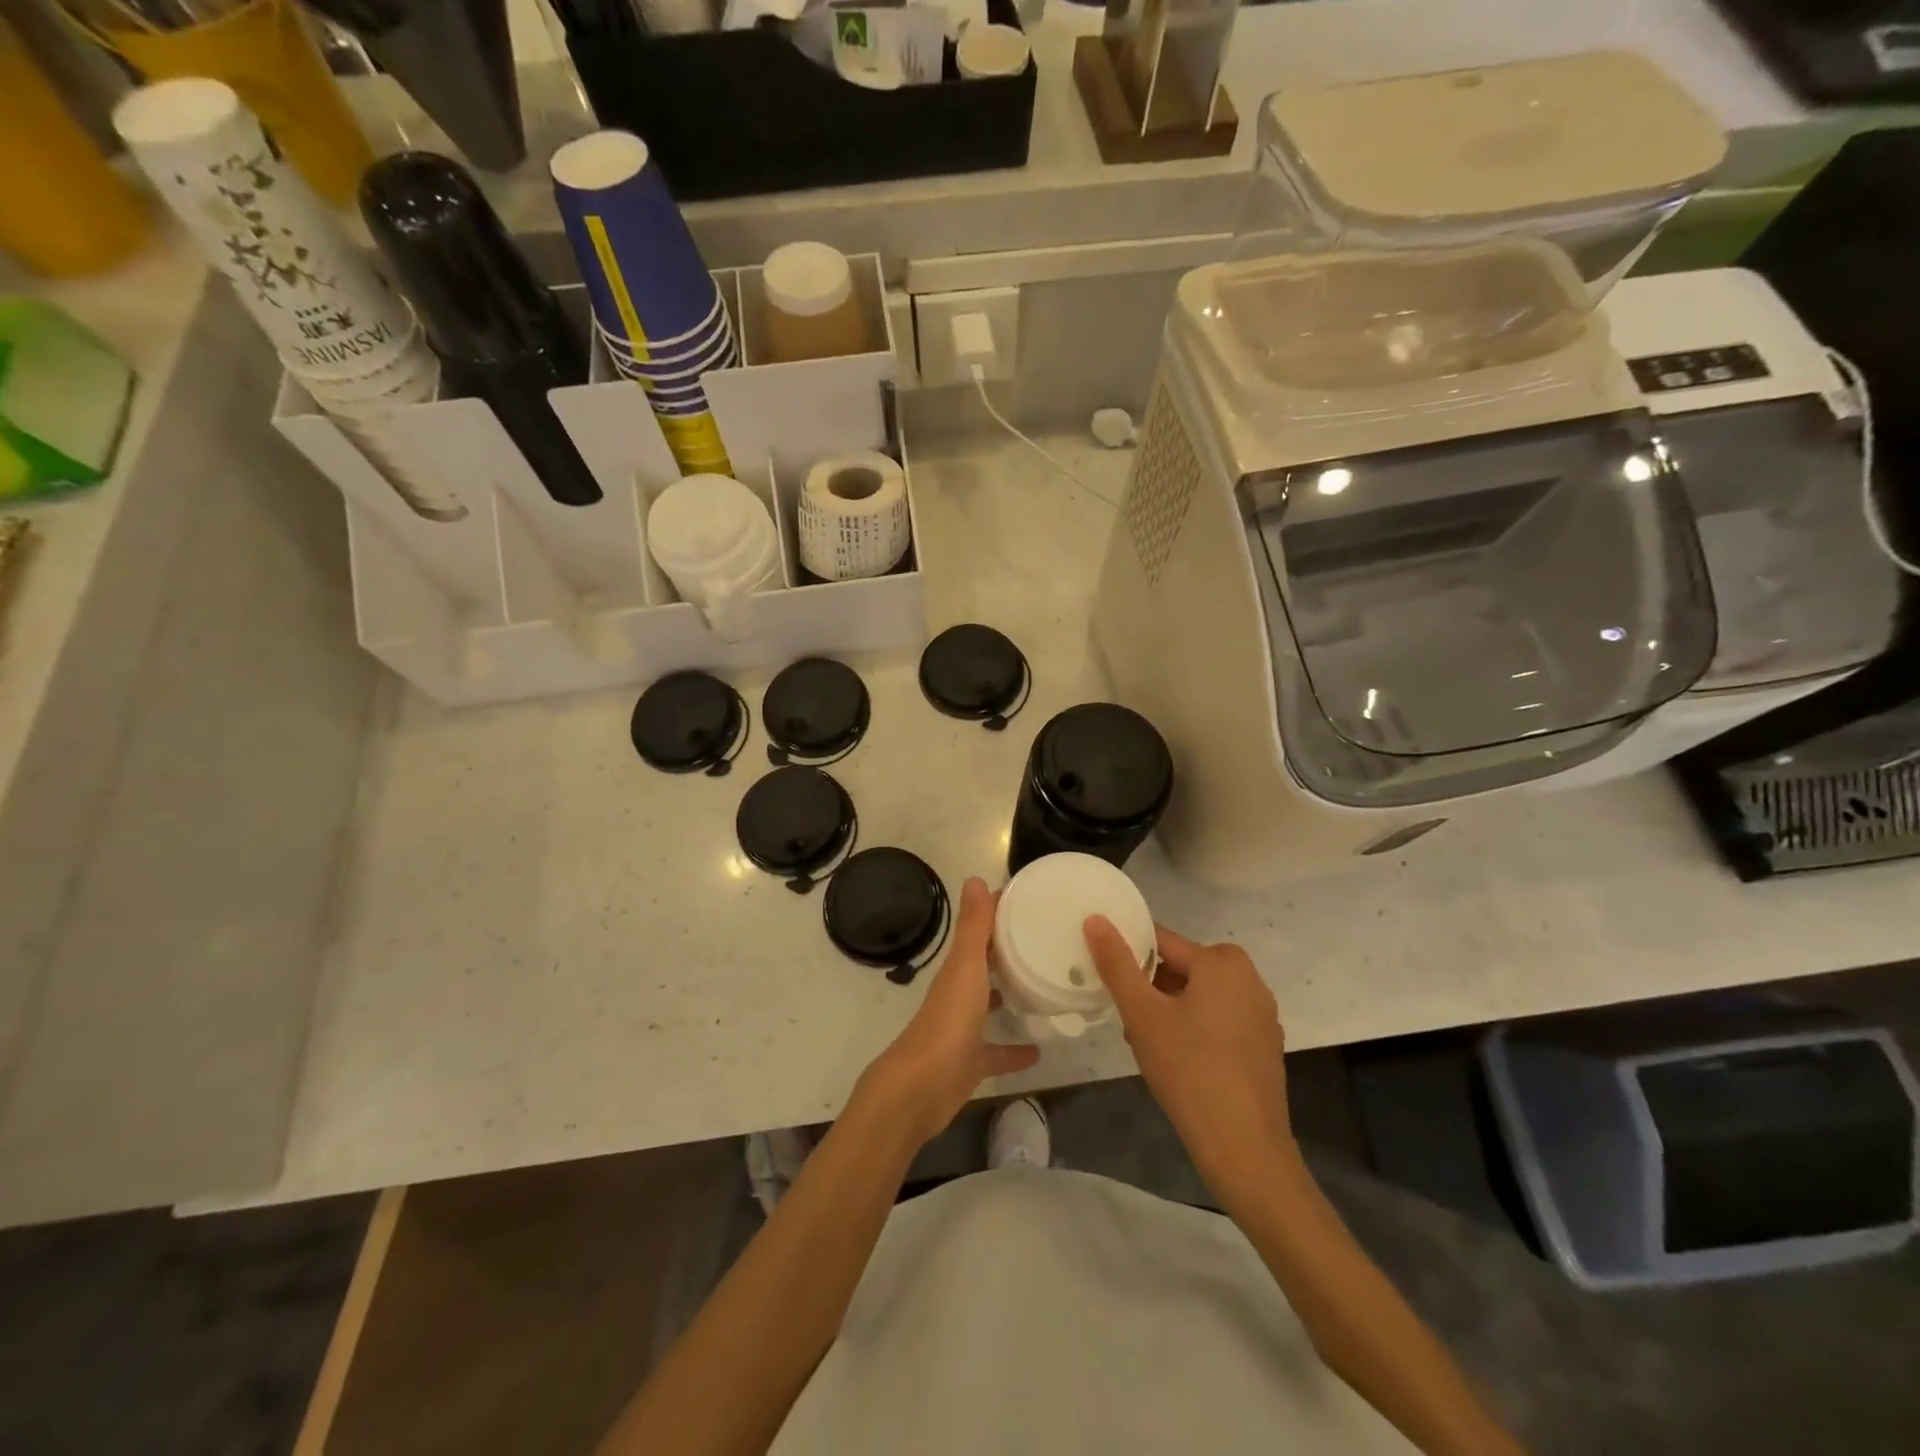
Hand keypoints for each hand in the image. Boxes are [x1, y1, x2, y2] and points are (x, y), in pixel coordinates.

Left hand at [853, 878, 1039, 1147]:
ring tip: (1045, 990)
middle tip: (1046, 944)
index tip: (1030, 902)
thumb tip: (975, 879)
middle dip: (1009, 955)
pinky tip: (1040, 1050)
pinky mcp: (971, 1063)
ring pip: (989, 1007)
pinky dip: (1014, 1050)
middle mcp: (959, 995)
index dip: (999, 914)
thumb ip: (973, 928)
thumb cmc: (948, 1021)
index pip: (980, 932)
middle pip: (985, 967)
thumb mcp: (965, 968)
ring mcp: (964, 1030)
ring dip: (1010, 998)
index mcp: (958, 969)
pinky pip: (996, 1053)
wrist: (921, 1088)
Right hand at [1085, 918, 1296, 1203]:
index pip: (1160, 941)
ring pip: (1198, 995)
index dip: (1128, 955)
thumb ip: (1117, 964)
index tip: (1104, 976)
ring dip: (1168, 1009)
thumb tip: (1096, 919)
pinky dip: (1193, 1028)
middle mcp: (1248, 978)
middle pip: (1181, 968)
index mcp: (1222, 961)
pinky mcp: (1263, 1044)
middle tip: (1125, 1019)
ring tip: (1144, 1043)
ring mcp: (1261, 1013)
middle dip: (1149, 988)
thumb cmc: (1189, 1070)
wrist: (1245, 1149)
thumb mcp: (1142, 1014)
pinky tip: (1176, 1061)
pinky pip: (1218, 1019)